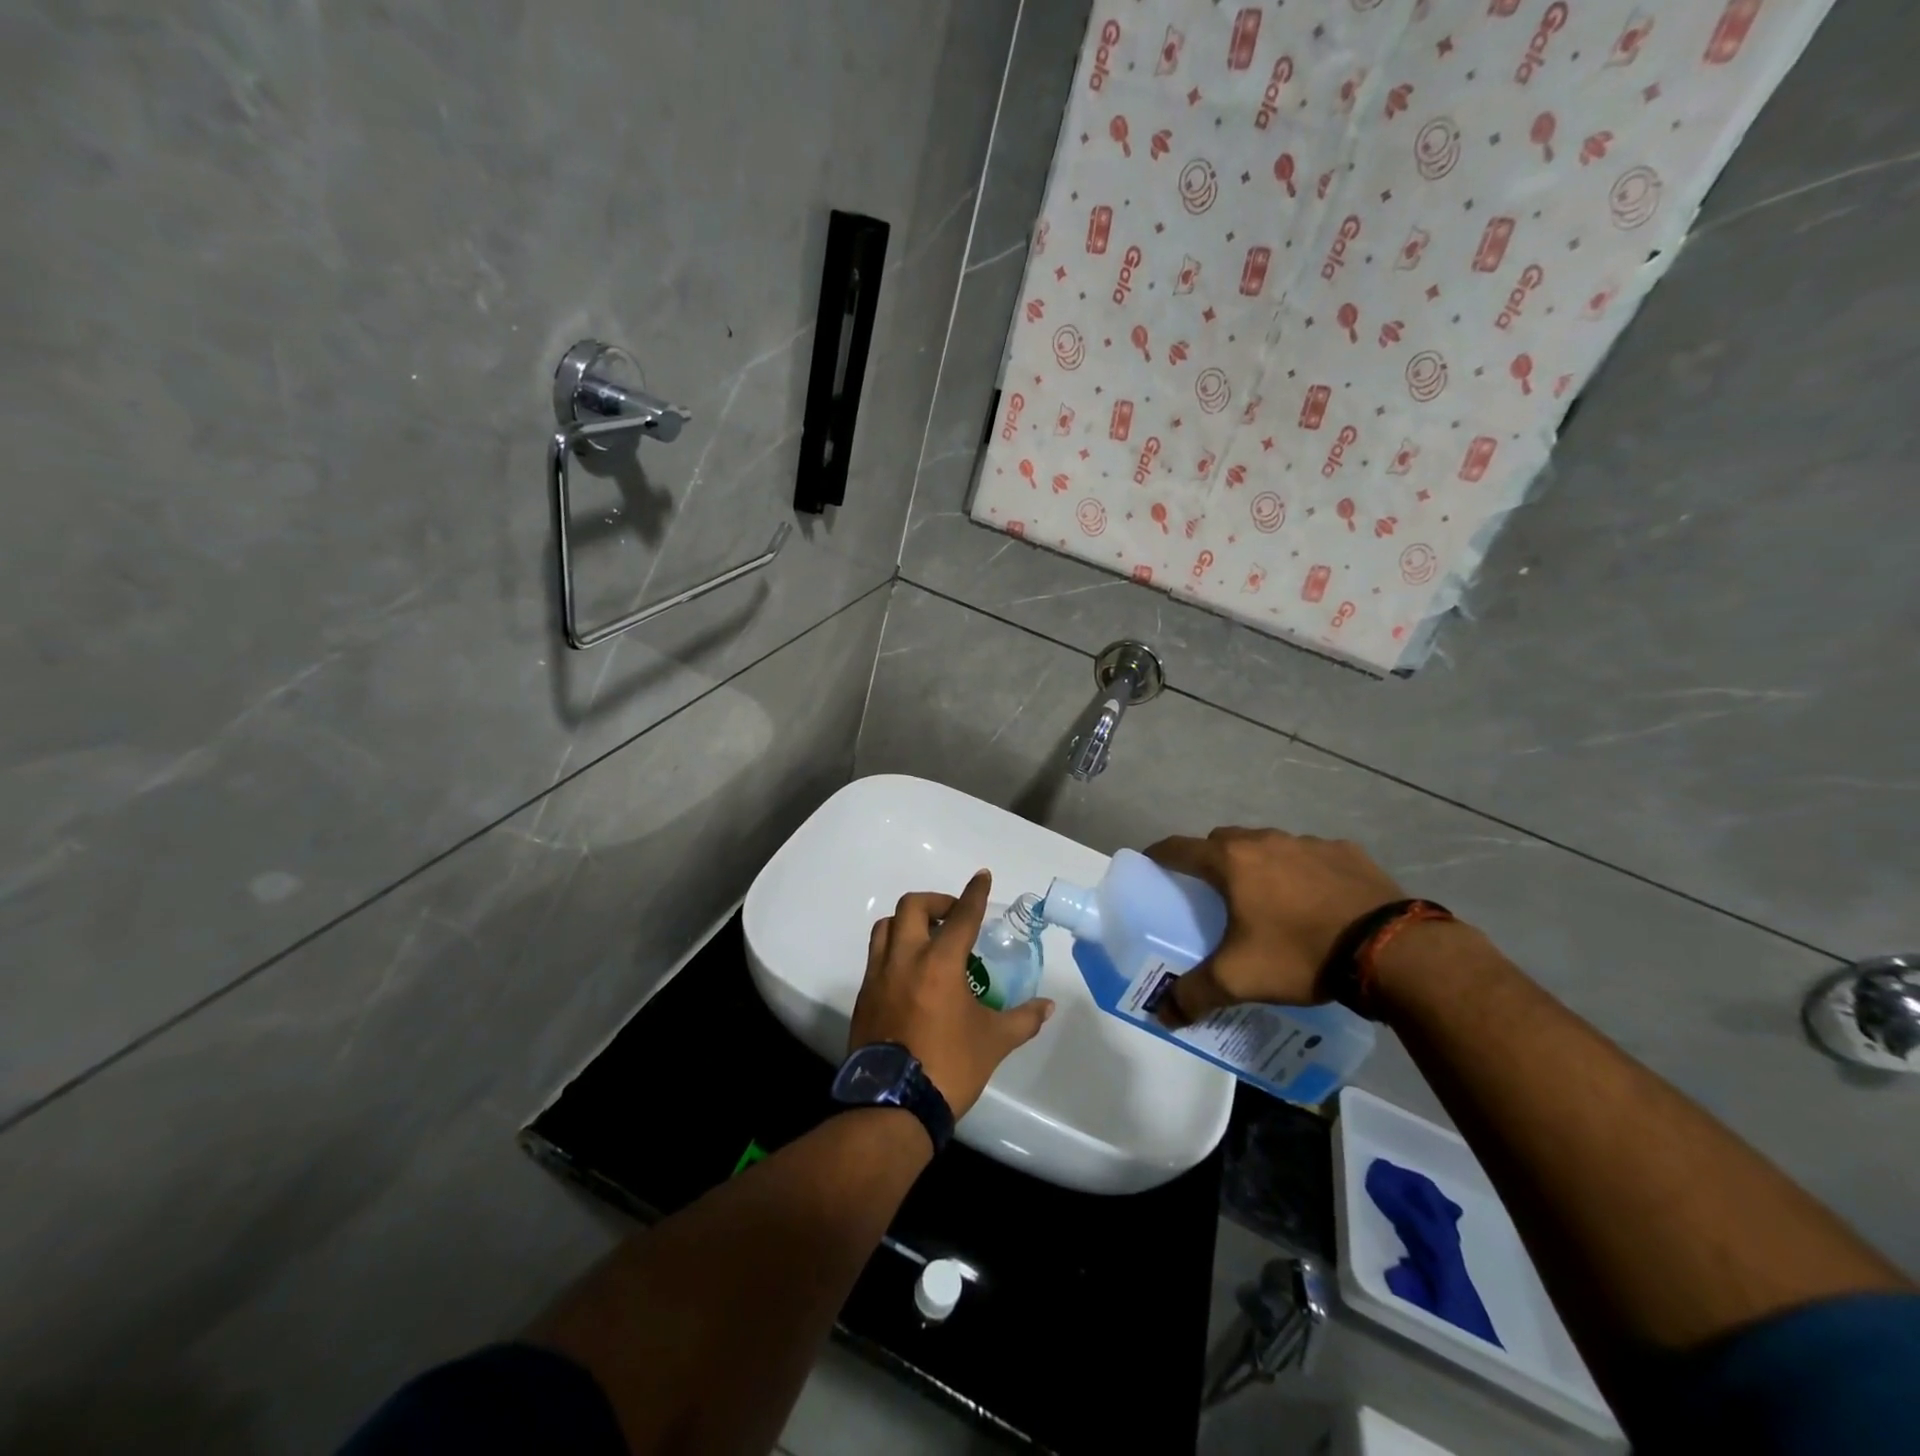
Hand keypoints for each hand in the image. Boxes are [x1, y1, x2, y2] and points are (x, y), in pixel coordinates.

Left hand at [850, 870, 1054, 1119]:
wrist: (893, 1105)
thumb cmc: (949, 1066)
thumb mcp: (994, 1042)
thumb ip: (1022, 1019)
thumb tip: (1047, 1006)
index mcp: (940, 963)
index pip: (961, 915)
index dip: (974, 893)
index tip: (982, 876)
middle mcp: (905, 959)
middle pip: (912, 907)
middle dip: (936, 901)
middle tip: (953, 916)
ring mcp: (878, 976)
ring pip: (886, 927)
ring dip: (908, 922)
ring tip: (928, 938)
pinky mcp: (864, 996)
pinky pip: (876, 957)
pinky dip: (893, 950)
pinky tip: (910, 972)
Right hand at [1143, 828, 1405, 1023]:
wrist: (1390, 950)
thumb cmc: (1300, 954)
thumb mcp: (1239, 979)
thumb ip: (1194, 994)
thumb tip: (1162, 1014)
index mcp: (1231, 861)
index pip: (1178, 848)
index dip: (1159, 856)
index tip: (1151, 869)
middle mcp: (1264, 841)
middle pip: (1222, 841)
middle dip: (1210, 860)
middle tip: (1211, 894)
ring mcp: (1308, 842)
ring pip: (1267, 846)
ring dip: (1257, 864)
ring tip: (1267, 901)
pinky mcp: (1346, 852)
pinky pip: (1310, 856)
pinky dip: (1302, 871)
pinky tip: (1315, 902)